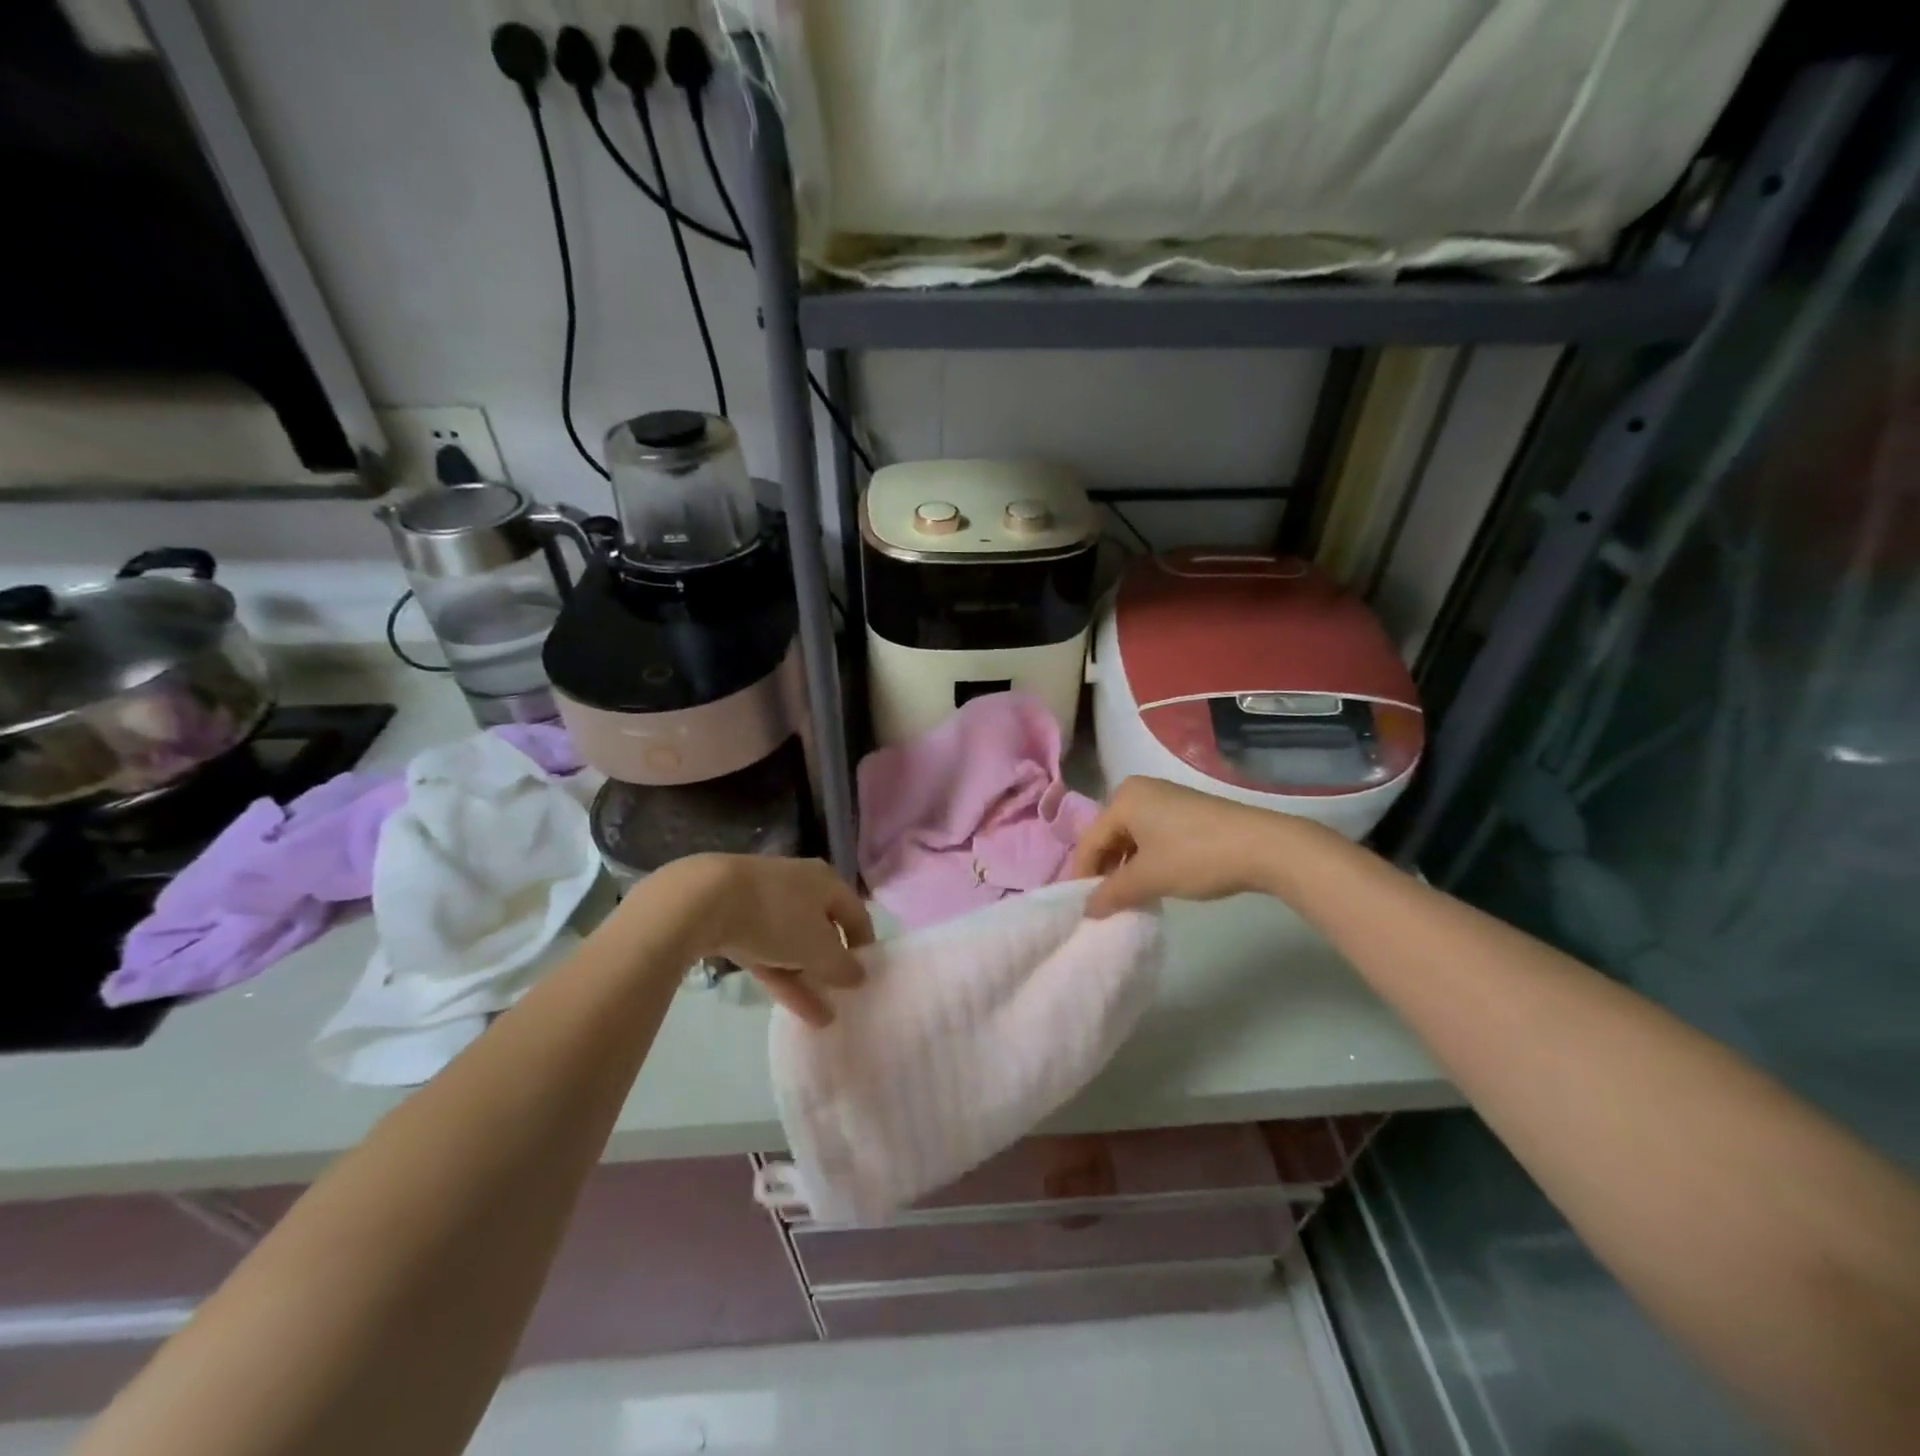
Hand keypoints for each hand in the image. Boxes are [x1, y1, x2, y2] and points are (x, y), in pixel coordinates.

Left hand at [645, 854, 873, 1026]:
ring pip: (793, 944)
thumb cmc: (777, 916)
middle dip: (831, 967)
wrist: (705, 899)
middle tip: (841, 998)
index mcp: (826, 881)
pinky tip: (792, 1008)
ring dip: (807, 979)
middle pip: (823, 929)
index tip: (865, 978)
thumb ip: (842, 965)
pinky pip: (767, 951)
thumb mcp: (818, 948)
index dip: (864, 946)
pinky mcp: (736, 920)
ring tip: (822, 1019)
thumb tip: (860, 975)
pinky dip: (781, 976)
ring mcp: (765, 902)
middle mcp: (800, 886)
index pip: (856, 914)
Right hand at [1069, 776, 1309, 917]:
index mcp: (1123, 798)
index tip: (1081, 907)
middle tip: (1104, 904)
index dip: (1083, 876)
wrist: (1263, 846)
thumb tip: (1087, 909)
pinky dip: (1146, 859)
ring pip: (1131, 838)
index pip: (1090, 841)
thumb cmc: (1195, 856)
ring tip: (1129, 898)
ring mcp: (1165, 798)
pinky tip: (1153, 882)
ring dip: (1126, 868)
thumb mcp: (1148, 878)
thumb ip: (1112, 893)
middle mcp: (1139, 790)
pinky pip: (1151, 835)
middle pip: (1109, 836)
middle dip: (1105, 871)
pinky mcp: (1186, 810)